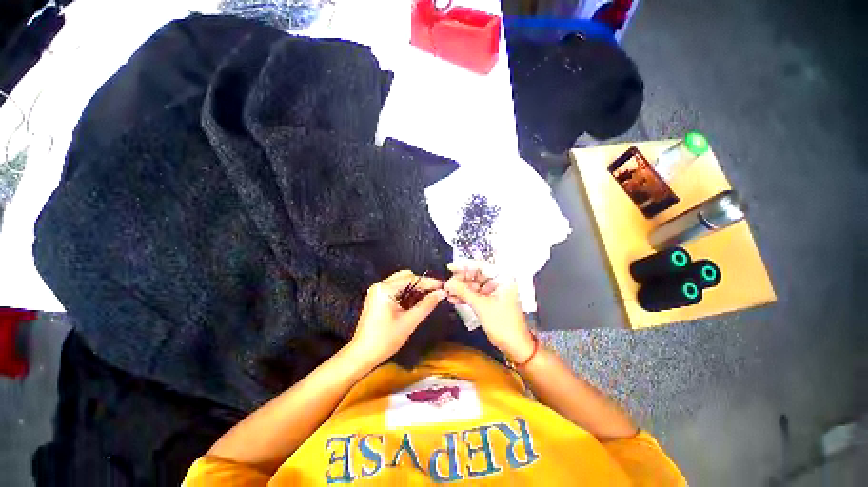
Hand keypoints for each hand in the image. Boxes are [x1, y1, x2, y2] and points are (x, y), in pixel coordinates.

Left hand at [349, 270, 446, 366]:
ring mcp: (377, 291)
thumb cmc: (385, 339)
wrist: (362, 355)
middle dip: (421, 284)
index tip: (443, 286)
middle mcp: (380, 286)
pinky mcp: (377, 298)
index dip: (428, 282)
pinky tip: (417, 301)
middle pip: (405, 277)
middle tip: (436, 292)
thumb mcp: (409, 322)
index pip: (411, 279)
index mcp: (385, 289)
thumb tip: (442, 293)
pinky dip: (407, 294)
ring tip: (429, 297)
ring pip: (401, 283)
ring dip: (415, 289)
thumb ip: (427, 305)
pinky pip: (396, 290)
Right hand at [443, 262, 535, 363]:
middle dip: (460, 280)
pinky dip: (465, 296)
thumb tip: (447, 283)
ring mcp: (494, 292)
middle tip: (448, 284)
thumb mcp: (481, 305)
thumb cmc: (502, 323)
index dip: (464, 266)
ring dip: (461, 289)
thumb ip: (463, 292)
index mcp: (502, 278)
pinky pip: (475, 294)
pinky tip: (453, 299)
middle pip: (476, 275)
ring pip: (474, 285)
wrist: (515, 346)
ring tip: (448, 292)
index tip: (450, 267)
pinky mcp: (490, 301)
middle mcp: (499, 282)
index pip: (481, 266)